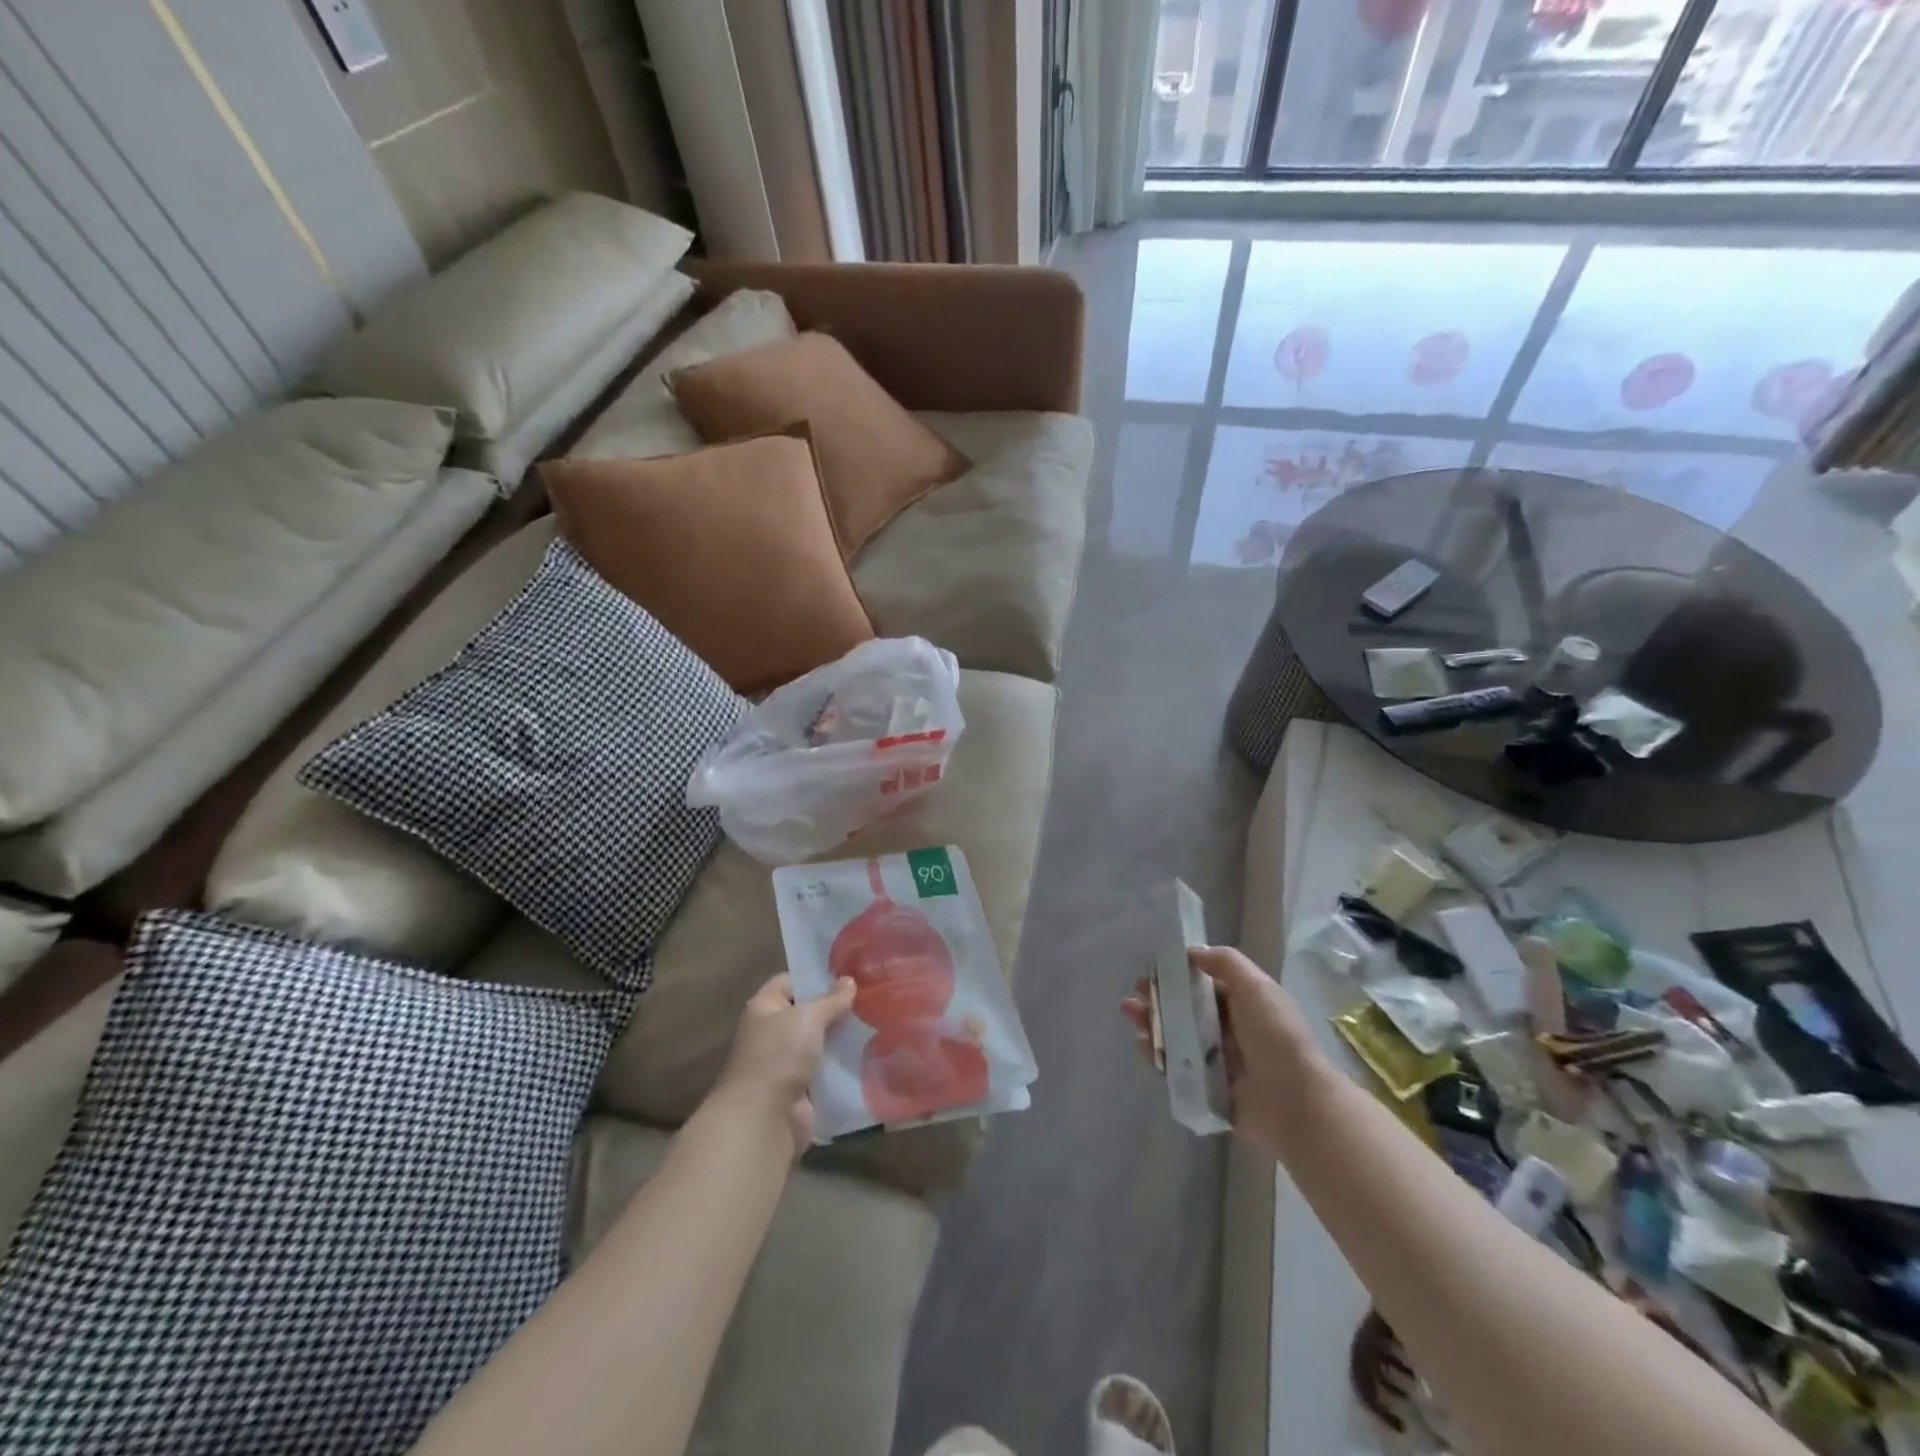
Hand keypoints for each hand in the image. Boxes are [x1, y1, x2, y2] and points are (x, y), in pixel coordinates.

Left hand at [716, 974, 856, 1156]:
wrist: (764, 1117)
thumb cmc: (780, 1054)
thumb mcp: (808, 1017)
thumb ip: (831, 1000)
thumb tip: (849, 980)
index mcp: (764, 1008)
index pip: (789, 982)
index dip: (815, 977)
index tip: (847, 975)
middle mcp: (771, 1033)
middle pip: (806, 1014)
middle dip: (834, 1009)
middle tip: (869, 998)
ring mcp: (784, 1063)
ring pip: (817, 1043)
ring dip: (840, 1039)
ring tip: (874, 1024)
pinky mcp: (799, 1090)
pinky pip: (824, 1072)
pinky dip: (840, 1067)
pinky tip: (868, 1055)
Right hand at [1122, 945, 1325, 1159]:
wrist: (1295, 1106)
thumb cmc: (1276, 1038)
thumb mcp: (1257, 988)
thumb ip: (1225, 963)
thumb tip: (1192, 952)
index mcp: (1246, 1006)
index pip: (1207, 985)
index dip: (1179, 976)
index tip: (1154, 970)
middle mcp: (1232, 1032)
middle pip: (1188, 1011)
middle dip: (1159, 1000)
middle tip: (1135, 996)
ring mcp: (1219, 1063)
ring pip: (1178, 1037)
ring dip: (1153, 1023)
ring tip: (1132, 1015)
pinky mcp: (1207, 1090)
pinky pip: (1176, 1068)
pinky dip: (1158, 1055)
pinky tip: (1144, 1044)